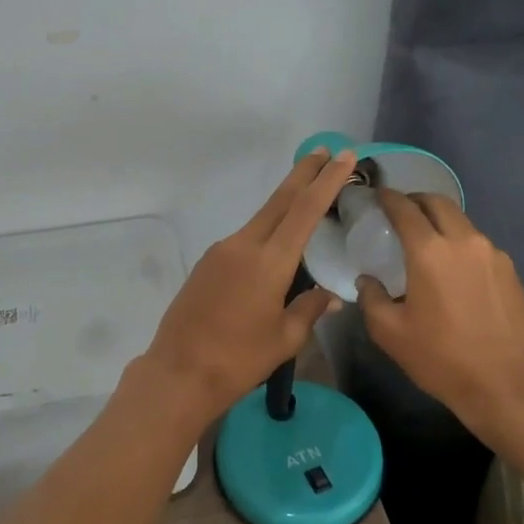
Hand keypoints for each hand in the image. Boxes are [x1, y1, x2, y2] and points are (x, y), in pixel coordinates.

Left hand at [137, 148, 352, 425]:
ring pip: (261, 218)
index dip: (326, 181)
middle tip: (325, 151)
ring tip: (307, 194)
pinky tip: (276, 244)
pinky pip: (245, 238)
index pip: (305, 210)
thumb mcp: (285, 339)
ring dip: (285, 202)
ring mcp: (221, 251)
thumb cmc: (238, 359)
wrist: (179, 372)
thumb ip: (309, 309)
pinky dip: (267, 230)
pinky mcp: (208, 262)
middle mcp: (244, 245)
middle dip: (304, 173)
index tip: (344, 157)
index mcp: (269, 261)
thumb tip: (329, 295)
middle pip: (280, 200)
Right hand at [355, 190, 523, 435]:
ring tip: (427, 242)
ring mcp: (493, 255)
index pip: (405, 208)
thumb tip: (368, 281)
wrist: (509, 385)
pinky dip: (461, 244)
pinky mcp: (510, 272)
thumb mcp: (391, 333)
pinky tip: (454, 270)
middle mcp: (463, 241)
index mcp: (429, 251)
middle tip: (401, 211)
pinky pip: (479, 245)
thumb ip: (372, 299)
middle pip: (438, 203)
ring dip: (441, 222)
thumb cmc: (442, 358)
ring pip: (462, 222)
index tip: (378, 196)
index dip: (388, 198)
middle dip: (417, 200)